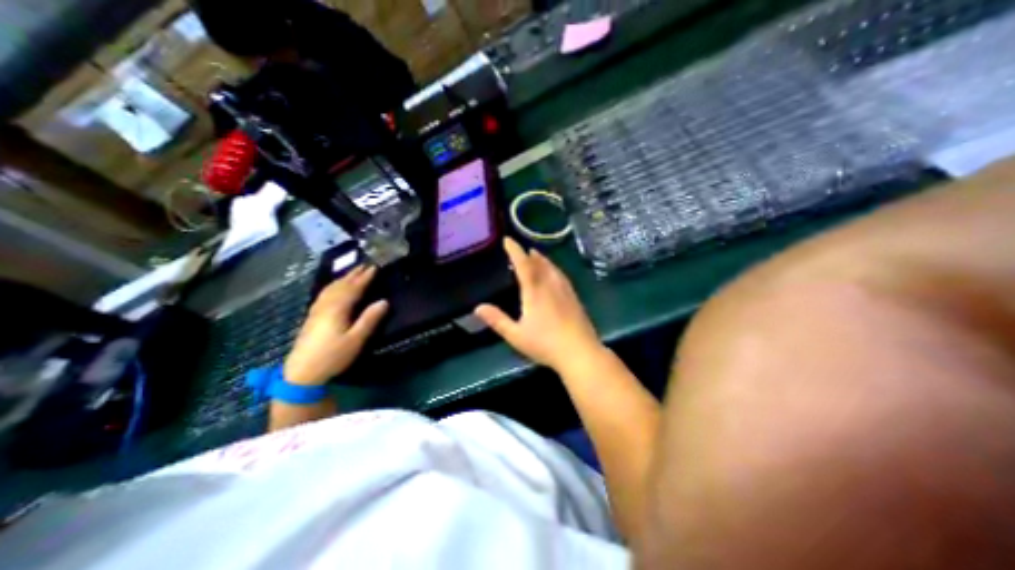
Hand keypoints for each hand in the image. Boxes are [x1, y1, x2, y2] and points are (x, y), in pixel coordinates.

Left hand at [283, 268, 388, 386]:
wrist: (301, 373)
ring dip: (342, 278)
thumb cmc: (332, 356)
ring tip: (352, 272)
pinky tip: (333, 288)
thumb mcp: (356, 340)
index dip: (364, 277)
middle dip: (353, 274)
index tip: (374, 267)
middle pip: (341, 285)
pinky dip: (332, 286)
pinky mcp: (312, 317)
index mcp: (338, 309)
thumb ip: (369, 319)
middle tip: (365, 265)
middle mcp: (326, 305)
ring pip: (330, 288)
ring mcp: (316, 310)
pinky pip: (324, 294)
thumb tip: (384, 301)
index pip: (353, 288)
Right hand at [475, 238, 601, 374]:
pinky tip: (555, 274)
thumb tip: (478, 307)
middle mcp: (550, 285)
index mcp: (535, 291)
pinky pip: (562, 276)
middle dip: (530, 254)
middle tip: (522, 249)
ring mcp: (565, 290)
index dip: (515, 250)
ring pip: (553, 268)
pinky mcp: (575, 298)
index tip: (508, 240)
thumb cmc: (545, 344)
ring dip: (543, 259)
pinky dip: (554, 269)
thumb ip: (497, 320)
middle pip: (540, 263)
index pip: (523, 264)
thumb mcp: (516, 335)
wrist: (580, 352)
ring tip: (537, 256)